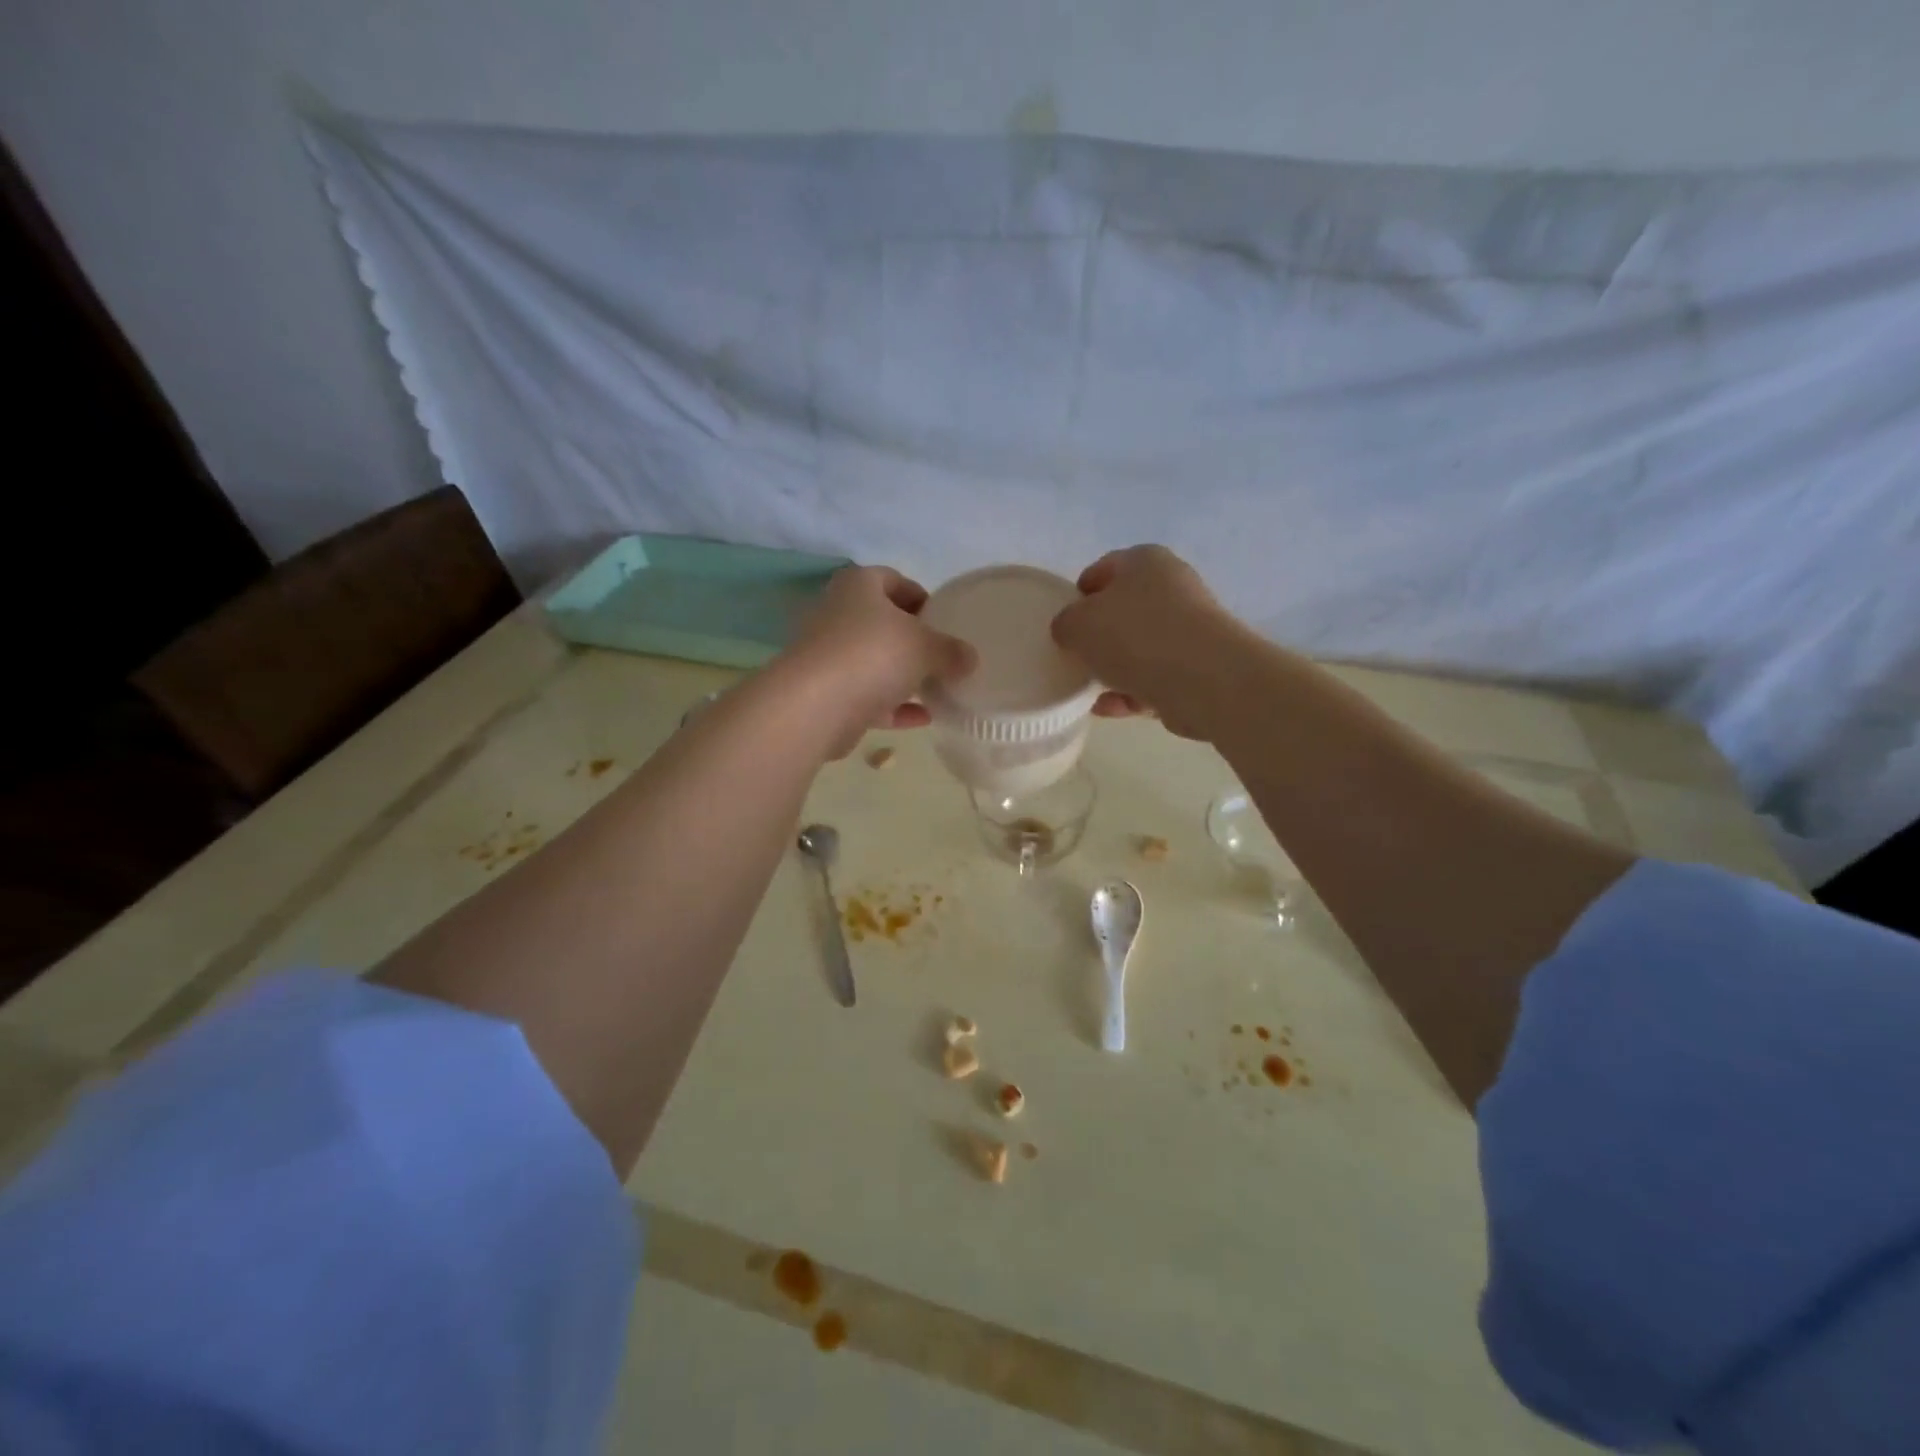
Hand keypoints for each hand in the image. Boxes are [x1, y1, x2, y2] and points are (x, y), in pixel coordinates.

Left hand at [785, 565, 974, 756]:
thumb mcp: (926, 647)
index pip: (894, 580)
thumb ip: (951, 650)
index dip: (922, 598)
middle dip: (914, 642)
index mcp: (859, 586)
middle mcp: (838, 614)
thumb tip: (969, 658)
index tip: (945, 622)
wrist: (816, 705)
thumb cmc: (873, 655)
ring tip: (938, 690)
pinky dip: (893, 706)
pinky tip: (923, 719)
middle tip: (944, 658)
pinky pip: (867, 696)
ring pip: (874, 662)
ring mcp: (828, 655)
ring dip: (904, 677)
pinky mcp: (826, 693)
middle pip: (883, 623)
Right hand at [1050, 546, 1232, 738]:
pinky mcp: (1198, 667)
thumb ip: (1066, 623)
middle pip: (1124, 610)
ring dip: (1114, 668)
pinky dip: (1131, 692)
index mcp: (1145, 561)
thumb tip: (1070, 630)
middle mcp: (1172, 587)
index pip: (1104, 569)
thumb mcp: (1078, 624)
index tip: (1064, 622)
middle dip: (1099, 635)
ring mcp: (1190, 629)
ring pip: (1140, 647)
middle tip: (1075, 656)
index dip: (1080, 594)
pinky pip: (1155, 678)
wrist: (1202, 679)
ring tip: (1087, 690)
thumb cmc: (1134, 636)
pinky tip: (1108, 709)